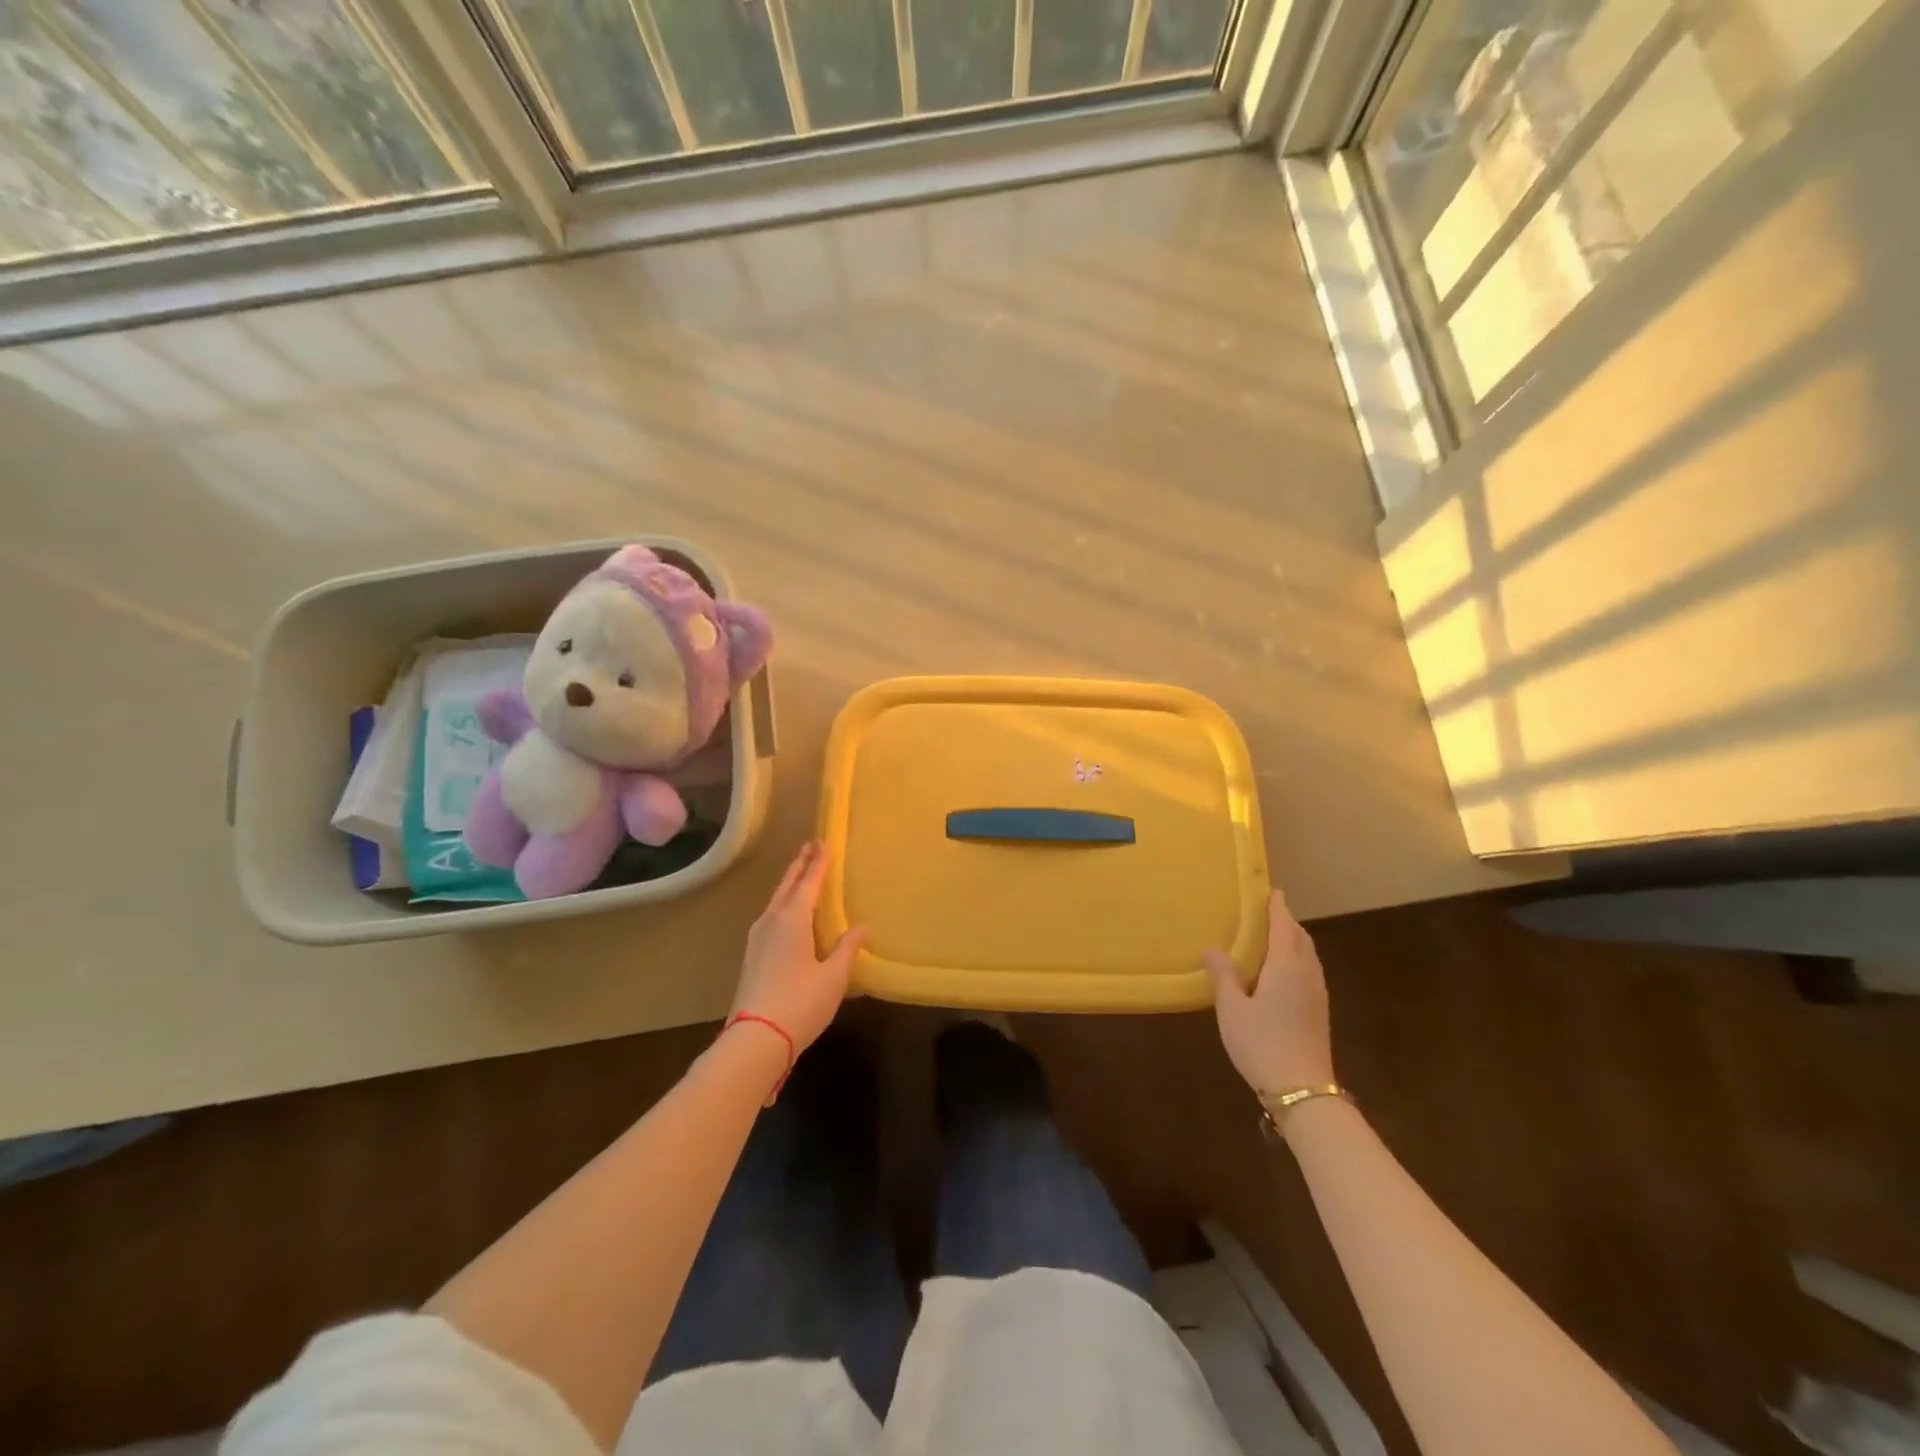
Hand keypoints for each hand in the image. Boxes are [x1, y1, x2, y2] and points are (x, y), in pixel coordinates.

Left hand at [731, 842, 864, 1051]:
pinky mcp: (752, 957)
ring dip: (789, 885)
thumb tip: (861, 928)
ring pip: (775, 902)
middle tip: (810, 848)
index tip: (822, 843)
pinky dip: (783, 905)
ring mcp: (757, 940)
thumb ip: (847, 948)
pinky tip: (789, 915)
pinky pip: (770, 918)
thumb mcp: (834, 976)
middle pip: (786, 886)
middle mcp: (771, 922)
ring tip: (801, 876)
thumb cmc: (801, 1002)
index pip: (808, 883)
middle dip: (799, 866)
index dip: (818, 863)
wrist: (756, 1040)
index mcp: (792, 919)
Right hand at [1204, 891, 1334, 1094]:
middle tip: (1263, 913)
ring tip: (1269, 938)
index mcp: (1286, 965)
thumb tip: (1212, 947)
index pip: (1283, 925)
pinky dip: (1295, 959)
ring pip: (1307, 955)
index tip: (1270, 890)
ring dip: (1291, 941)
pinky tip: (1278, 972)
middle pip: (1300, 937)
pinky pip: (1308, 971)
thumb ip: (1223, 975)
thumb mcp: (1231, 1008)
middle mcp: (1307, 973)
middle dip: (1285, 922)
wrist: (1303, 1091)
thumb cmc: (1262, 1043)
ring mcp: (1317, 993)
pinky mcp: (1319, 1011)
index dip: (1277, 906)